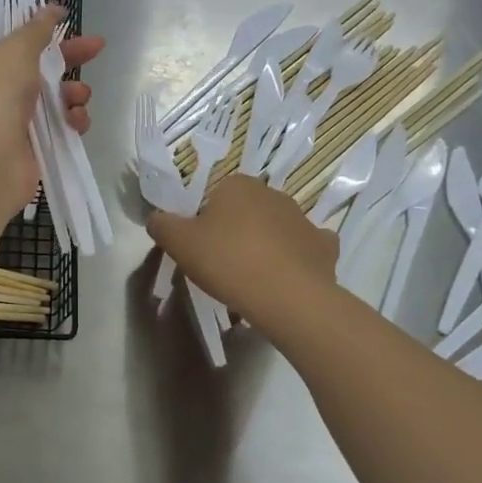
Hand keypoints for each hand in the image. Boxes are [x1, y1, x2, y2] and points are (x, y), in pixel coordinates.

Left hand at [0, 6, 103, 223]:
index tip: (58, 15)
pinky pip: (58, 125)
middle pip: (35, 62)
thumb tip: (52, 10)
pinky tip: (77, 121)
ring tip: (79, 95)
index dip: (28, 21)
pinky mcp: (30, 145)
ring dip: (71, 91)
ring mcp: (10, 118)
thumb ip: (36, 29)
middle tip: (97, 46)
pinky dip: (71, 120)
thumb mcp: (14, 50)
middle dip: (67, 55)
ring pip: (51, 95)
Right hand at [147, 174, 336, 330]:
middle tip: (220, 265)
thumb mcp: (179, 243)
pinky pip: (304, 248)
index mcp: (237, 185)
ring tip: (250, 279)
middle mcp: (272, 193)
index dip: (202, 222)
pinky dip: (295, 259)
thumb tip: (157, 218)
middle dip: (234, 232)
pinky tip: (285, 277)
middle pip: (244, 212)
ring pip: (275, 229)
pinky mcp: (324, 246)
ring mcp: (303, 219)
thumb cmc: (228, 261)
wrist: (287, 297)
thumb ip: (162, 225)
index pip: (213, 196)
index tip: (199, 248)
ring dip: (264, 246)